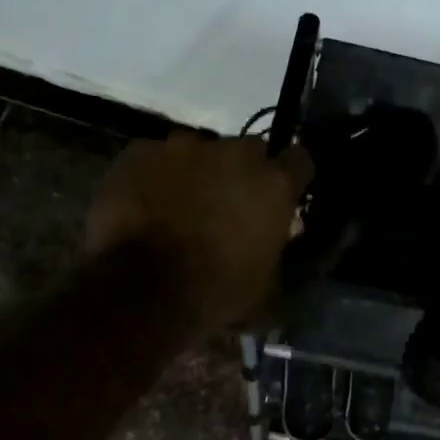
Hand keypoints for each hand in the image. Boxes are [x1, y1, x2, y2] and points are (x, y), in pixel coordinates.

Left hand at [87, 132, 312, 329]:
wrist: (142, 289)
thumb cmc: (217, 292)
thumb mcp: (267, 291)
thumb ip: (277, 259)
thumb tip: (276, 254)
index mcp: (275, 183)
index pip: (300, 161)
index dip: (293, 178)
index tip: (285, 197)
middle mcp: (234, 153)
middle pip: (248, 151)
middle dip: (243, 174)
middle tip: (231, 207)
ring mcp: (182, 147)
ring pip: (199, 153)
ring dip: (198, 174)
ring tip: (183, 207)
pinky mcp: (138, 152)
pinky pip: (155, 160)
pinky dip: (156, 179)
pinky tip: (147, 206)